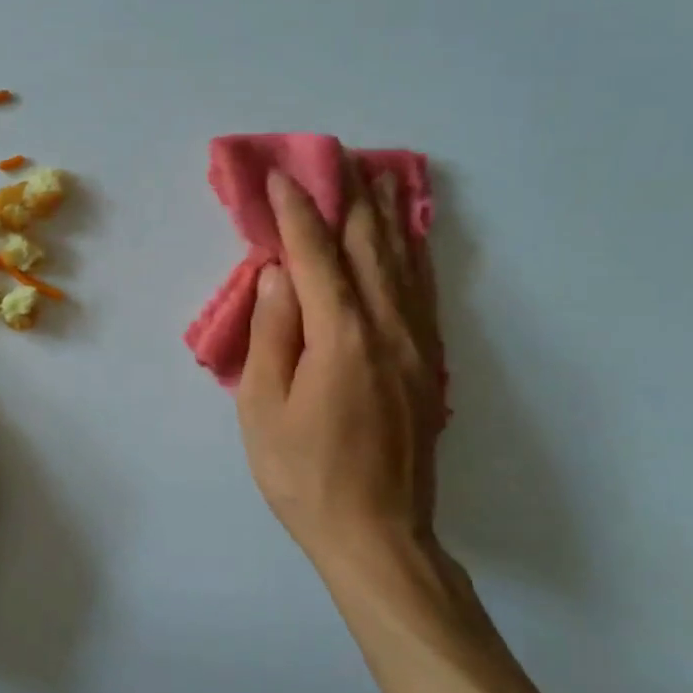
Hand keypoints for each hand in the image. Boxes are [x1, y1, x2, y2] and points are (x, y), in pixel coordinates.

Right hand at [236, 158, 451, 584]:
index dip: (297, 212)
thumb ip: (273, 332)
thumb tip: (279, 272)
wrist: (378, 536)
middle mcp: (387, 329)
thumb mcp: (264, 407)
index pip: (316, 255)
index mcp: (341, 337)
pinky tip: (409, 237)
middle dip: (350, 197)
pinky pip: (423, 293)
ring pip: (403, 263)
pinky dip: (414, 254)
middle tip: (336, 156)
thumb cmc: (305, 474)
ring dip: (388, 215)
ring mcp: (416, 345)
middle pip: (369, 246)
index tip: (282, 176)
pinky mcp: (429, 364)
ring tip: (378, 176)